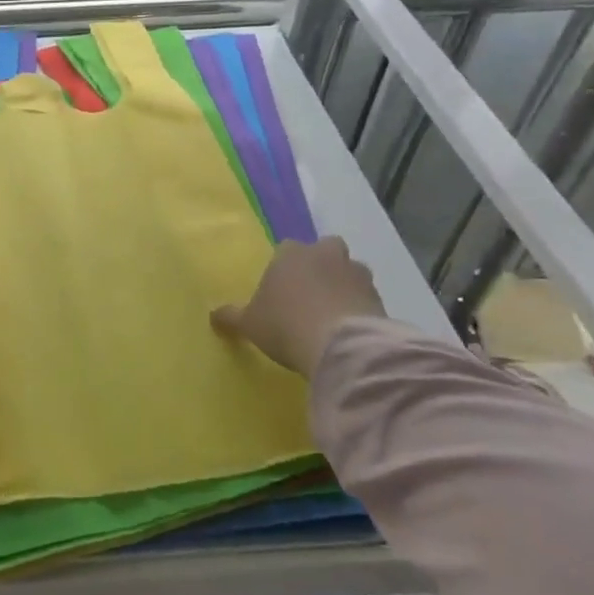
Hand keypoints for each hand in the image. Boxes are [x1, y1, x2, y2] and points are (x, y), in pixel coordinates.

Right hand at [210, 237, 385, 376]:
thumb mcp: (248, 324)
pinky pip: (365, 297)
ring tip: (331, 314)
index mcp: (291, 253)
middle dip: (320, 265)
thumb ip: (231, 317)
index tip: (279, 289)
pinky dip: (359, 308)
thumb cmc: (285, 325)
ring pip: (349, 271)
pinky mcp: (380, 297)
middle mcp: (326, 254)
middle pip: (325, 250)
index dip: (283, 267)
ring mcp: (356, 274)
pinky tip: (348, 329)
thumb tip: (213, 316)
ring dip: (343, 285)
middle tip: (309, 293)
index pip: (286, 248)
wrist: (340, 346)